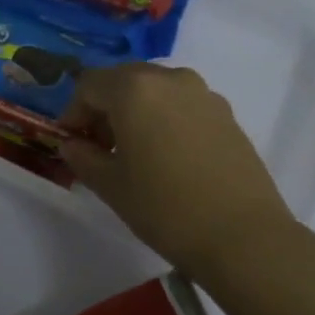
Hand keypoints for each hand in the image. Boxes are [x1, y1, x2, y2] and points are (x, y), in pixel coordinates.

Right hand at [59, 63, 299, 277]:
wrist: (242, 235)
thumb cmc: (165, 208)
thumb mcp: (111, 186)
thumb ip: (83, 157)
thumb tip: (71, 144)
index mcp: (135, 89)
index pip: (89, 85)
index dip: (73, 112)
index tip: (71, 143)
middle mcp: (170, 79)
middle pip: (124, 80)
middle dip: (104, 108)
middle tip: (99, 147)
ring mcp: (203, 93)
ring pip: (156, 90)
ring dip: (136, 111)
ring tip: (134, 153)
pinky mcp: (227, 113)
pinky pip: (183, 104)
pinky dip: (165, 118)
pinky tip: (169, 157)